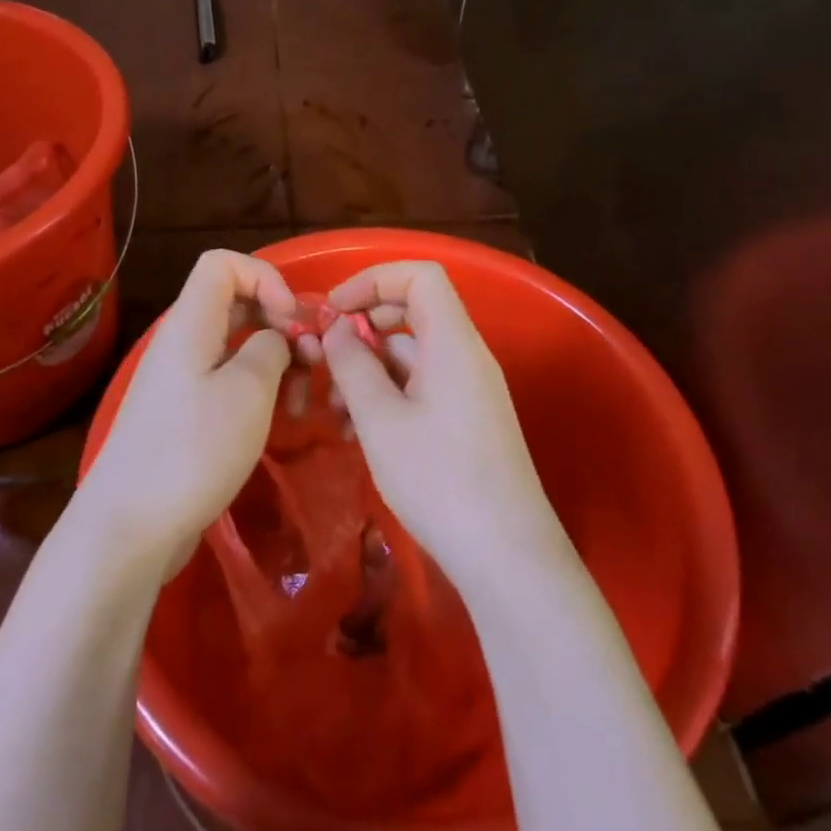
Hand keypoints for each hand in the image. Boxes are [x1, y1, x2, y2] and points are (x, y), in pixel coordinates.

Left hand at [77, 251, 296, 575]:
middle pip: (237, 302)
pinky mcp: (185, 412)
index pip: (223, 263)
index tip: (293, 319)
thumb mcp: (248, 391)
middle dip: (282, 322)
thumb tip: (274, 340)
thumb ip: (271, 348)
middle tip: (313, 360)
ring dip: (277, 359)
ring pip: (238, 344)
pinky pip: (228, 378)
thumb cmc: (193, 450)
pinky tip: (281, 417)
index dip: (266, 277)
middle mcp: (183, 341)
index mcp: (191, 323)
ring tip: (303, 399)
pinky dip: (259, 388)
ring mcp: (181, 379)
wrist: (130, 527)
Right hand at [320, 261, 565, 584]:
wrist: (506, 555)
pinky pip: (421, 386)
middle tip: (325, 359)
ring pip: (412, 354)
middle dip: (363, 327)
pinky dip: (387, 394)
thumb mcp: (381, 420)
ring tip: (332, 411)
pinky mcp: (466, 420)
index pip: (419, 275)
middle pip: (413, 311)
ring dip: (369, 369)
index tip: (333, 311)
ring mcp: (469, 389)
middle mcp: (466, 355)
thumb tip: (336, 328)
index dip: (373, 279)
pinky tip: (357, 430)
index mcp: (453, 341)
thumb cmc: (439, 480)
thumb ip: (353, 364)